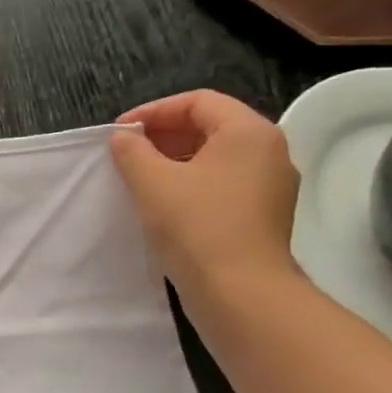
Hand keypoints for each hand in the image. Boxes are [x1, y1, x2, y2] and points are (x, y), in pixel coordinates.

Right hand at [110, 90, 302, 304]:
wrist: (239, 291)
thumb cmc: (195, 226)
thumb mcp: (151, 182)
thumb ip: (132, 151)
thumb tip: (124, 138)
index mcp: (248, 132)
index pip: (198, 101)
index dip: (154, 111)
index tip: (120, 133)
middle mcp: (269, 151)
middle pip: (211, 125)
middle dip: (164, 134)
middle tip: (126, 152)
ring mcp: (270, 185)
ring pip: (217, 156)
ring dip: (175, 159)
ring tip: (139, 177)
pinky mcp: (264, 214)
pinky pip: (224, 183)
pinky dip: (192, 182)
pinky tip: (164, 203)